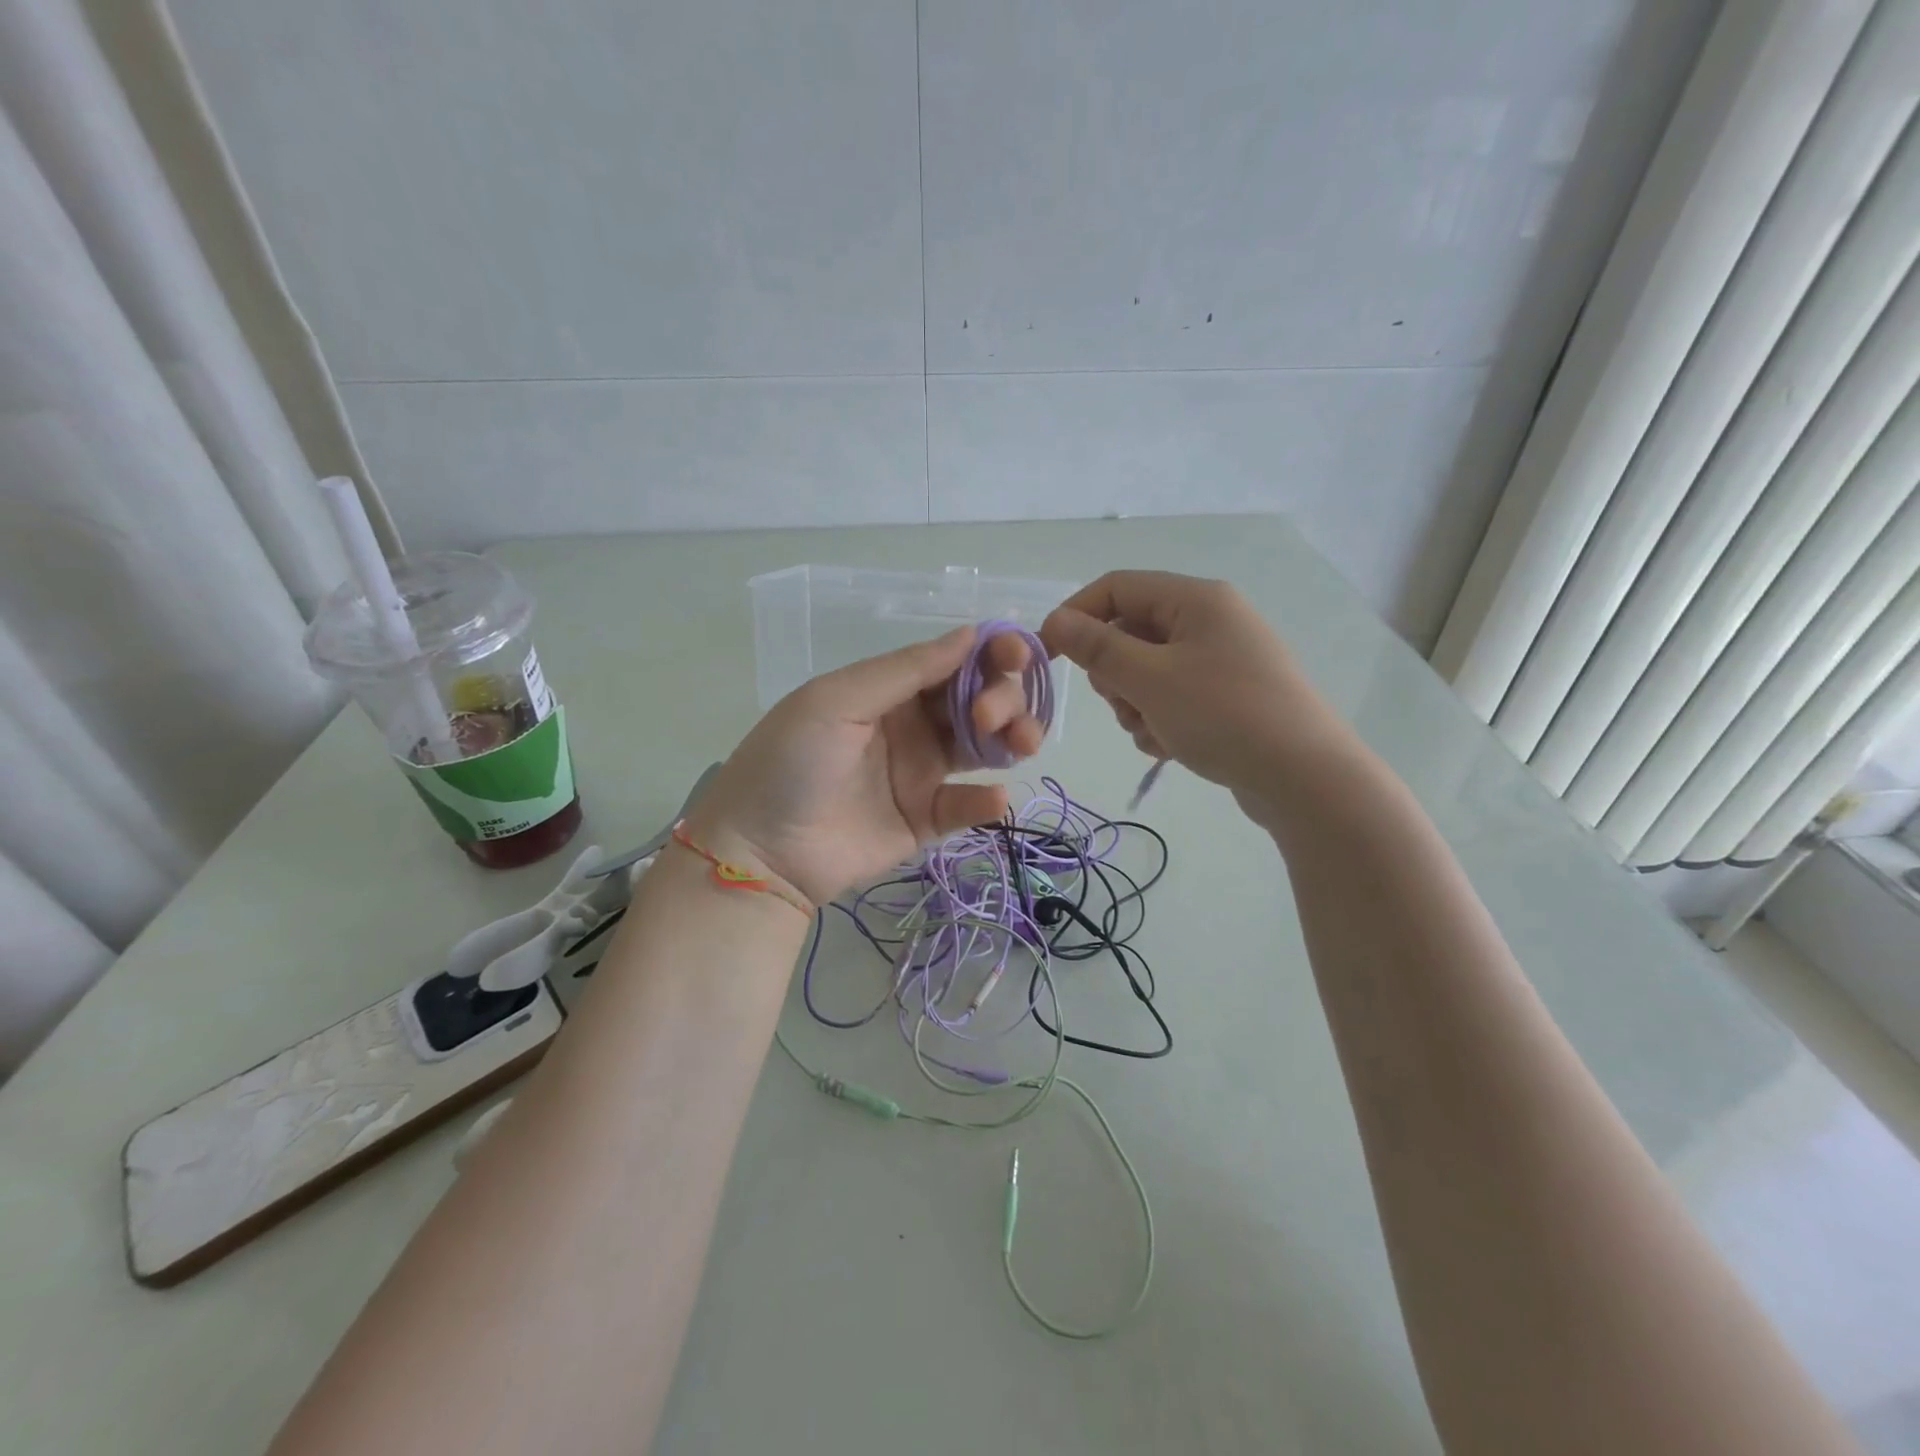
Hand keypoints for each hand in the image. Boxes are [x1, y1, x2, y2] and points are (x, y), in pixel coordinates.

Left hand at [684, 628, 1044, 906]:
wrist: (761, 851)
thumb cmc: (791, 762)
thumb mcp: (837, 701)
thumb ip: (905, 670)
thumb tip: (971, 634)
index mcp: (889, 690)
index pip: (952, 663)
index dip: (989, 656)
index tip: (1018, 657)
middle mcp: (912, 726)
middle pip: (977, 701)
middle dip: (1000, 698)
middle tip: (988, 717)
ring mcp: (921, 774)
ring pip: (984, 747)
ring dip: (1011, 739)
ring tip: (1020, 745)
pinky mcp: (926, 820)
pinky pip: (967, 804)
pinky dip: (987, 800)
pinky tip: (994, 798)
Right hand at [1041, 571, 1349, 822]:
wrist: (1304, 778)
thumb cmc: (1223, 715)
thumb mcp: (1150, 679)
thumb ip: (1098, 647)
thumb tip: (1055, 620)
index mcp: (1196, 599)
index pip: (1117, 587)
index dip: (1077, 615)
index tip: (1049, 654)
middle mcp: (1211, 620)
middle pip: (1131, 631)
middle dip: (1113, 672)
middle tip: (1122, 702)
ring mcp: (1222, 660)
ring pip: (1147, 670)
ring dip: (1135, 703)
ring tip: (1153, 732)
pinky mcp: (1228, 696)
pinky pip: (1172, 696)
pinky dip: (1160, 719)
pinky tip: (1170, 747)